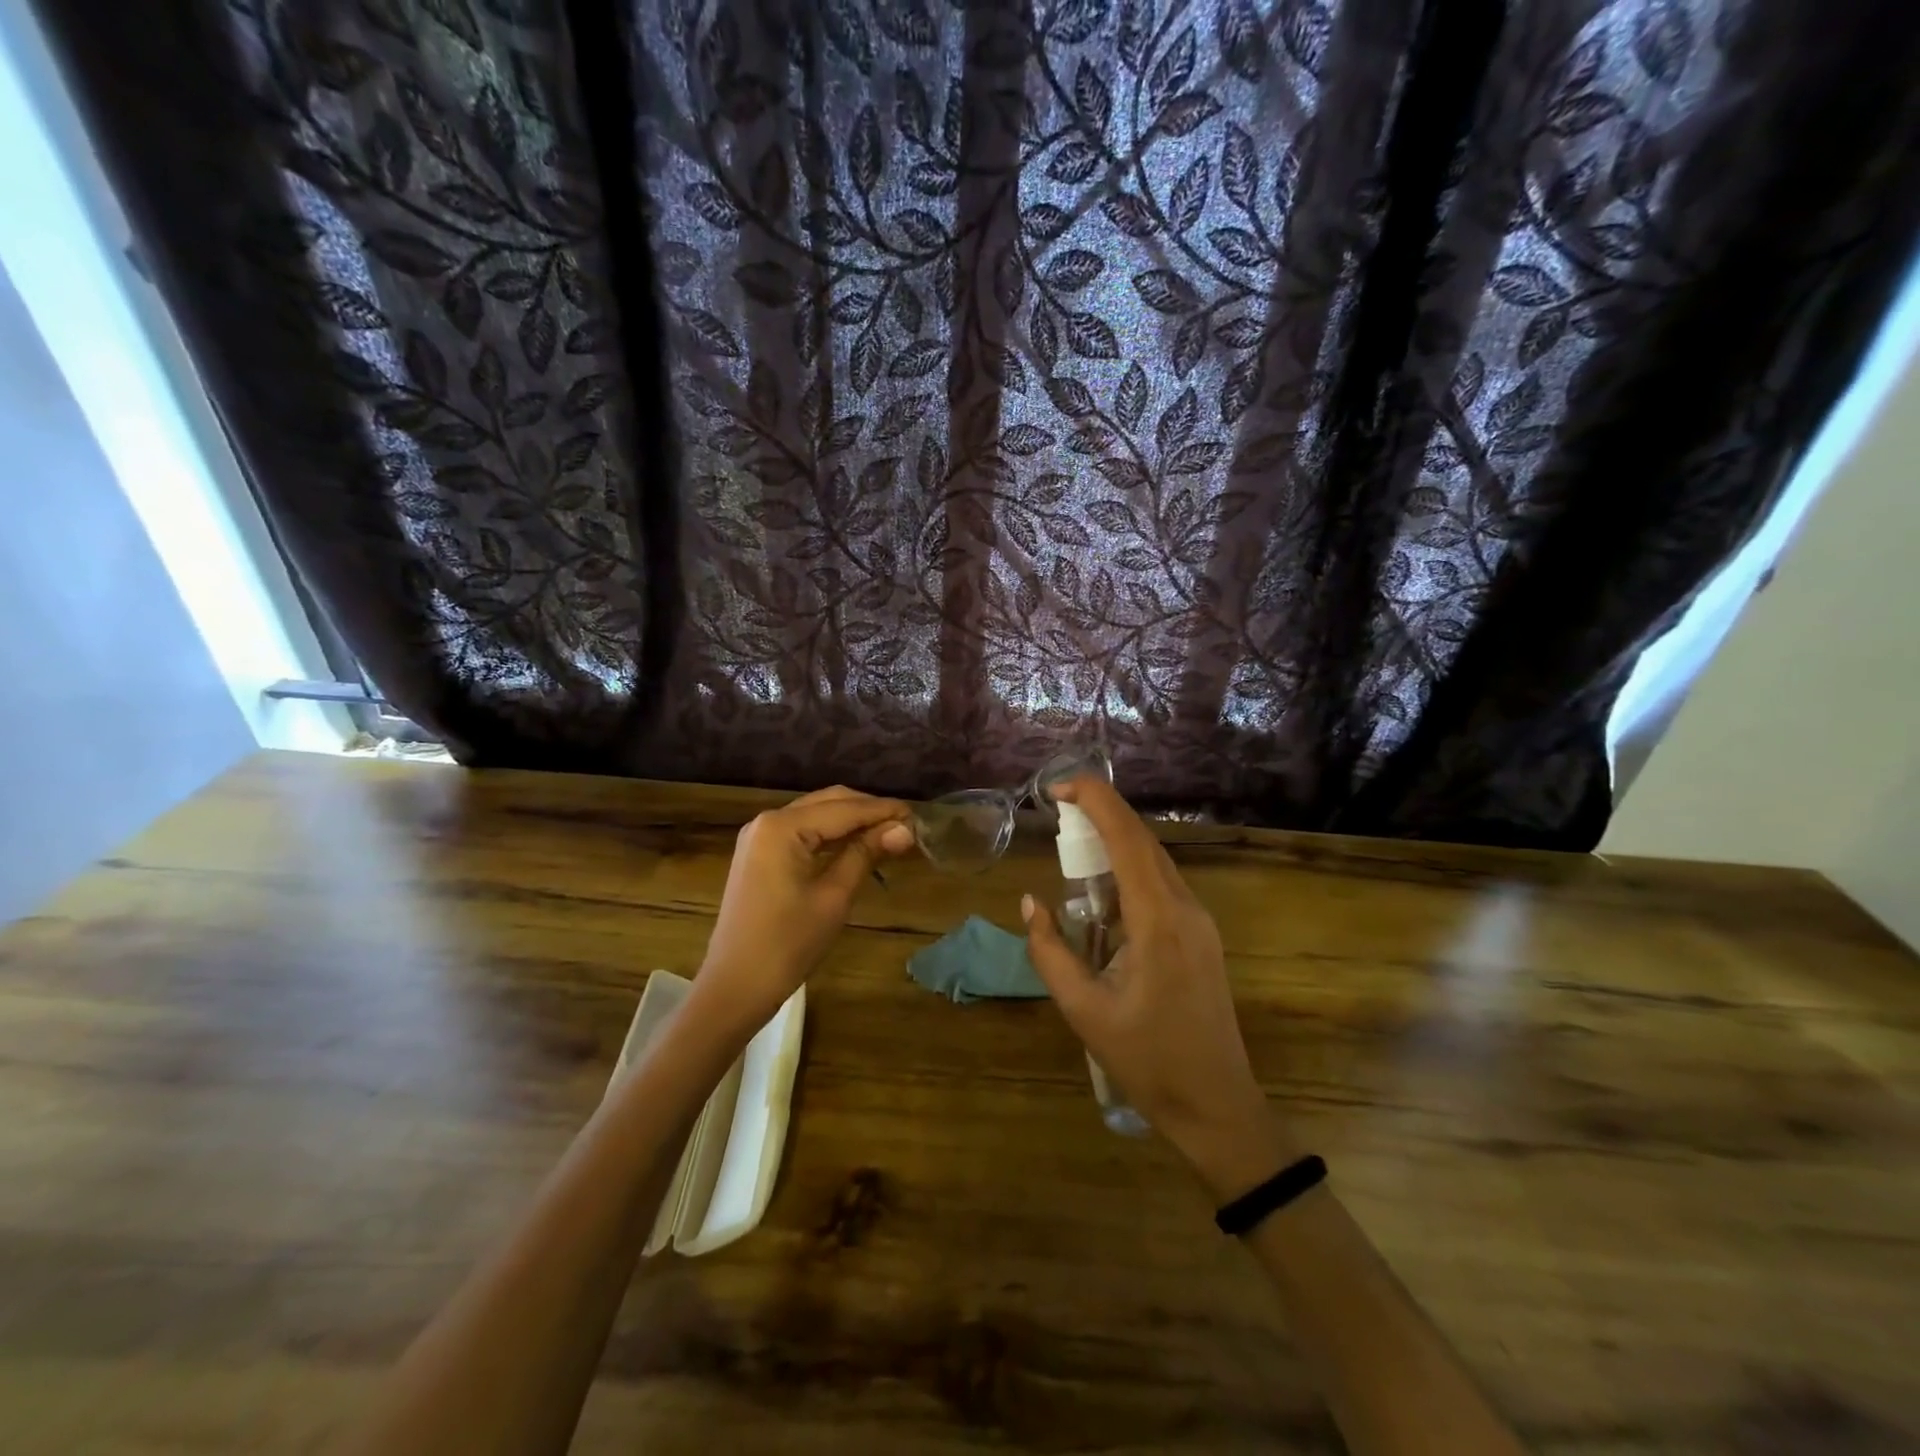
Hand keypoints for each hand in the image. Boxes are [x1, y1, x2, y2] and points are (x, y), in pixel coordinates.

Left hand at [694, 786, 915, 1041]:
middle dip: (869, 811)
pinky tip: (857, 845)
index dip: (884, 811)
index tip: (919, 816)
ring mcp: (760, 837)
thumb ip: (866, 854)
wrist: (734, 987)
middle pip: (829, 801)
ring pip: (817, 814)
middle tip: (907, 827)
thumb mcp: (833, 897)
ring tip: (889, 835)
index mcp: (783, 826)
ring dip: (852, 821)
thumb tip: (904, 829)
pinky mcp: (759, 854)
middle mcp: (768, 820)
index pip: (845, 808)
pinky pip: (803, 832)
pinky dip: (832, 835)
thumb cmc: (787, 944)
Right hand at [1022, 777, 1295, 1197]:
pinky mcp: (1201, 935)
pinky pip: (1163, 883)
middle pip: (1144, 840)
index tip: (1059, 786)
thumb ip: (1051, 952)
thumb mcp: (1084, 1011)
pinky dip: (1130, 866)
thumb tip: (1030, 903)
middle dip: (1102, 812)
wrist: (1217, 1105)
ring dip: (1116, 838)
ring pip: (1156, 859)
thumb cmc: (1147, 1061)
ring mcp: (1200, 921)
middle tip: (1058, 805)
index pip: (1128, 840)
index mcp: (1158, 921)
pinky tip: (1103, 884)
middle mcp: (1186, 908)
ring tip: (1073, 838)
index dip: (1096, 801)